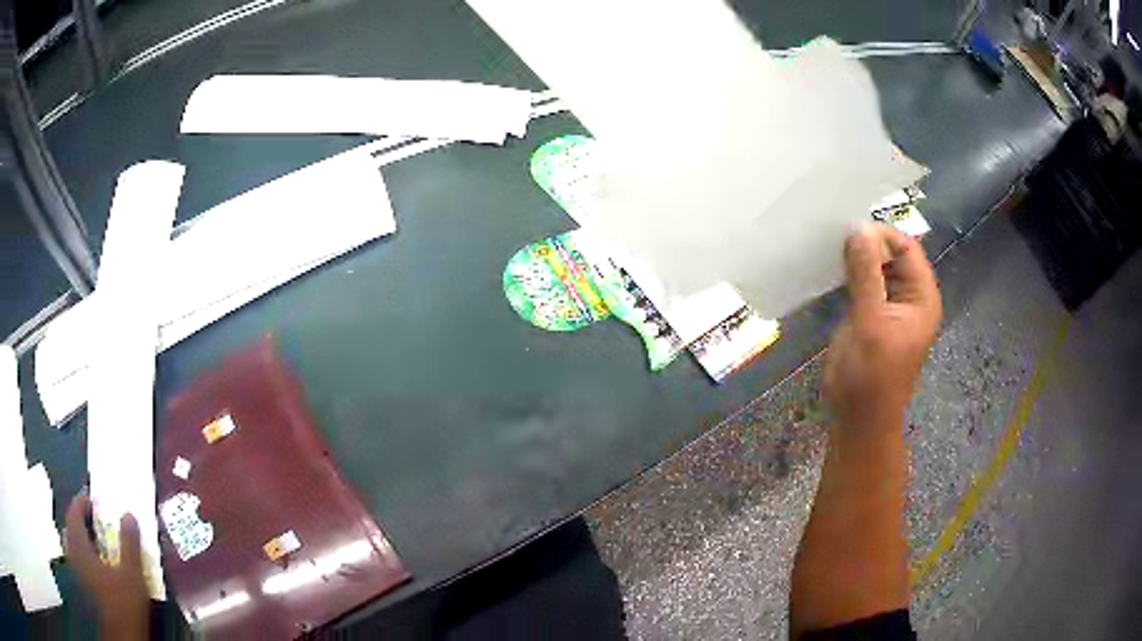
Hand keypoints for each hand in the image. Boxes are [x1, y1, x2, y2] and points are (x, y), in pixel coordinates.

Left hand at [65, 492, 149, 639]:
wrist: (121, 636)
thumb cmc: (124, 604)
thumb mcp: (132, 575)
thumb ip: (129, 544)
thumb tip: (128, 514)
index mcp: (79, 544)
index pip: (74, 512)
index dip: (82, 502)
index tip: (93, 499)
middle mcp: (73, 553)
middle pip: (71, 529)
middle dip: (81, 522)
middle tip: (94, 521)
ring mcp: (76, 572)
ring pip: (73, 547)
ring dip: (82, 541)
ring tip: (96, 544)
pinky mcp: (82, 587)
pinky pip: (78, 563)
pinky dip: (84, 558)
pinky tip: (96, 569)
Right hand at [825, 223, 941, 435]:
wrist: (858, 419)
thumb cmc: (871, 375)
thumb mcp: (871, 323)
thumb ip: (867, 275)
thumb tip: (858, 229)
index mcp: (921, 297)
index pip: (906, 248)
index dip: (881, 235)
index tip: (849, 231)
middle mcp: (908, 296)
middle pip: (891, 254)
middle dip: (866, 244)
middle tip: (833, 237)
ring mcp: (888, 306)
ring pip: (874, 268)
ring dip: (854, 258)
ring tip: (827, 248)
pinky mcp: (869, 316)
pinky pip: (861, 283)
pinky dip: (847, 274)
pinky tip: (828, 268)